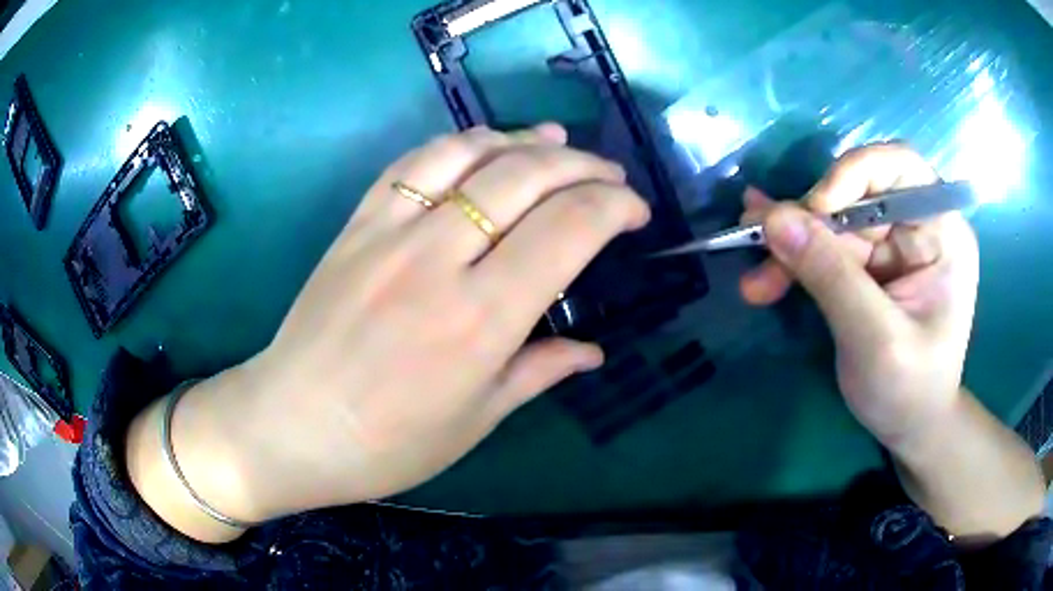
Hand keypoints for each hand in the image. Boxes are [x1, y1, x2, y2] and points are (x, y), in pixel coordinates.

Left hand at [166, 125, 649, 523]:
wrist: (290, 426)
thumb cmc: (387, 445)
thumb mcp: (475, 420)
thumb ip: (539, 372)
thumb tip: (593, 351)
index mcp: (480, 321)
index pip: (567, 230)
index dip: (613, 206)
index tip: (635, 210)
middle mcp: (437, 260)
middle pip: (526, 178)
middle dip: (582, 167)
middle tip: (609, 175)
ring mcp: (389, 233)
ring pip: (469, 153)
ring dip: (522, 141)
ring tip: (556, 142)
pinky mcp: (356, 225)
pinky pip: (414, 163)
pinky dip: (459, 143)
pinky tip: (483, 145)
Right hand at [739, 144, 979, 450]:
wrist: (909, 428)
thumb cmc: (910, 390)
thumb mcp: (875, 338)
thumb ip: (831, 276)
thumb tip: (773, 219)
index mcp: (941, 232)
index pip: (898, 167)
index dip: (853, 174)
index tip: (815, 211)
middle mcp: (916, 228)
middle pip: (854, 196)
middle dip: (807, 223)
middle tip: (760, 246)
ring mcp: (891, 246)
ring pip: (831, 224)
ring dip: (790, 246)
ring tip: (754, 277)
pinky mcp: (868, 266)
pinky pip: (825, 248)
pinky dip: (793, 259)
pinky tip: (764, 265)